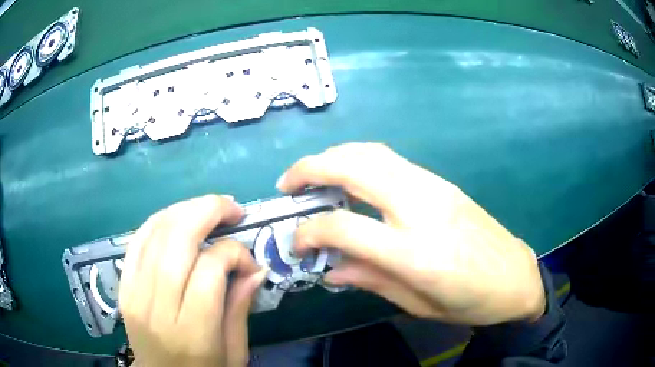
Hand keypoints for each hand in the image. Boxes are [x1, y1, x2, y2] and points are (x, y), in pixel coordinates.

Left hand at [119, 195, 267, 366]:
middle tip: (232, 208)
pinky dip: (158, 221)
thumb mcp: (233, 353)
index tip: (249, 263)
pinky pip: (137, 240)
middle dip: (208, 211)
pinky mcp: (123, 286)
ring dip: (185, 210)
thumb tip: (255, 269)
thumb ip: (239, 309)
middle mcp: (156, 307)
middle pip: (177, 240)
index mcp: (190, 331)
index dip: (234, 253)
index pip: (209, 269)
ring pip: (155, 232)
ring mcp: (133, 293)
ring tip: (209, 209)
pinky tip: (177, 218)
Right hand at [277, 143, 544, 325]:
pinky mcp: (441, 182)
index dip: (308, 232)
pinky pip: (391, 160)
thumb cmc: (470, 302)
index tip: (295, 243)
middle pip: (354, 168)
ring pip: (372, 153)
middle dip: (310, 169)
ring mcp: (433, 188)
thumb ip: (371, 281)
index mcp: (415, 252)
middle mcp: (421, 208)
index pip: (343, 227)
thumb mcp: (417, 305)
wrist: (515, 277)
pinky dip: (359, 160)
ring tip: (312, 175)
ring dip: (334, 157)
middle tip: (287, 184)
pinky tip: (350, 177)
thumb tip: (329, 269)